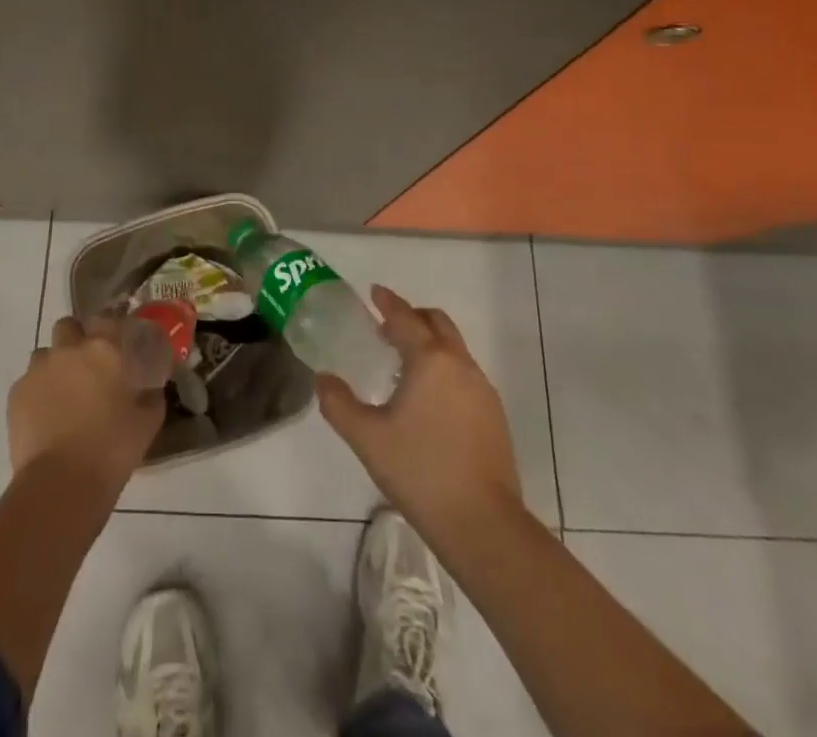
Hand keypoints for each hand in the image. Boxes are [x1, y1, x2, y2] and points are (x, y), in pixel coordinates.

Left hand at [8, 316, 164, 494]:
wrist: (61, 483)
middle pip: (68, 325)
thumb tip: (151, 388)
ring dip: (54, 365)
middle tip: (86, 366)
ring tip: (63, 394)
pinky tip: (45, 417)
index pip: (107, 318)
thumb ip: (151, 395)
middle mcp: (69, 349)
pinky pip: (28, 382)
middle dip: (75, 339)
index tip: (118, 345)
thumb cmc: (112, 449)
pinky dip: (37, 393)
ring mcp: (38, 370)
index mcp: (104, 349)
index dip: (111, 328)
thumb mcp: (148, 421)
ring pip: (44, 354)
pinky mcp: (16, 393)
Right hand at [317, 285, 524, 543]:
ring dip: (430, 343)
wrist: (482, 524)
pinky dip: (444, 368)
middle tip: (387, 326)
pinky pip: (464, 374)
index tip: (374, 292)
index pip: (405, 318)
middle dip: (413, 316)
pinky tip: (428, 399)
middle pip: (437, 323)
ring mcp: (482, 390)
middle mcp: (460, 364)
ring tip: (404, 363)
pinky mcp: (494, 415)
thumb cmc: (420, 471)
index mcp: (430, 360)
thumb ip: (339, 403)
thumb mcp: (367, 438)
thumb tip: (322, 378)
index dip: (387, 302)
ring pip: (454, 348)